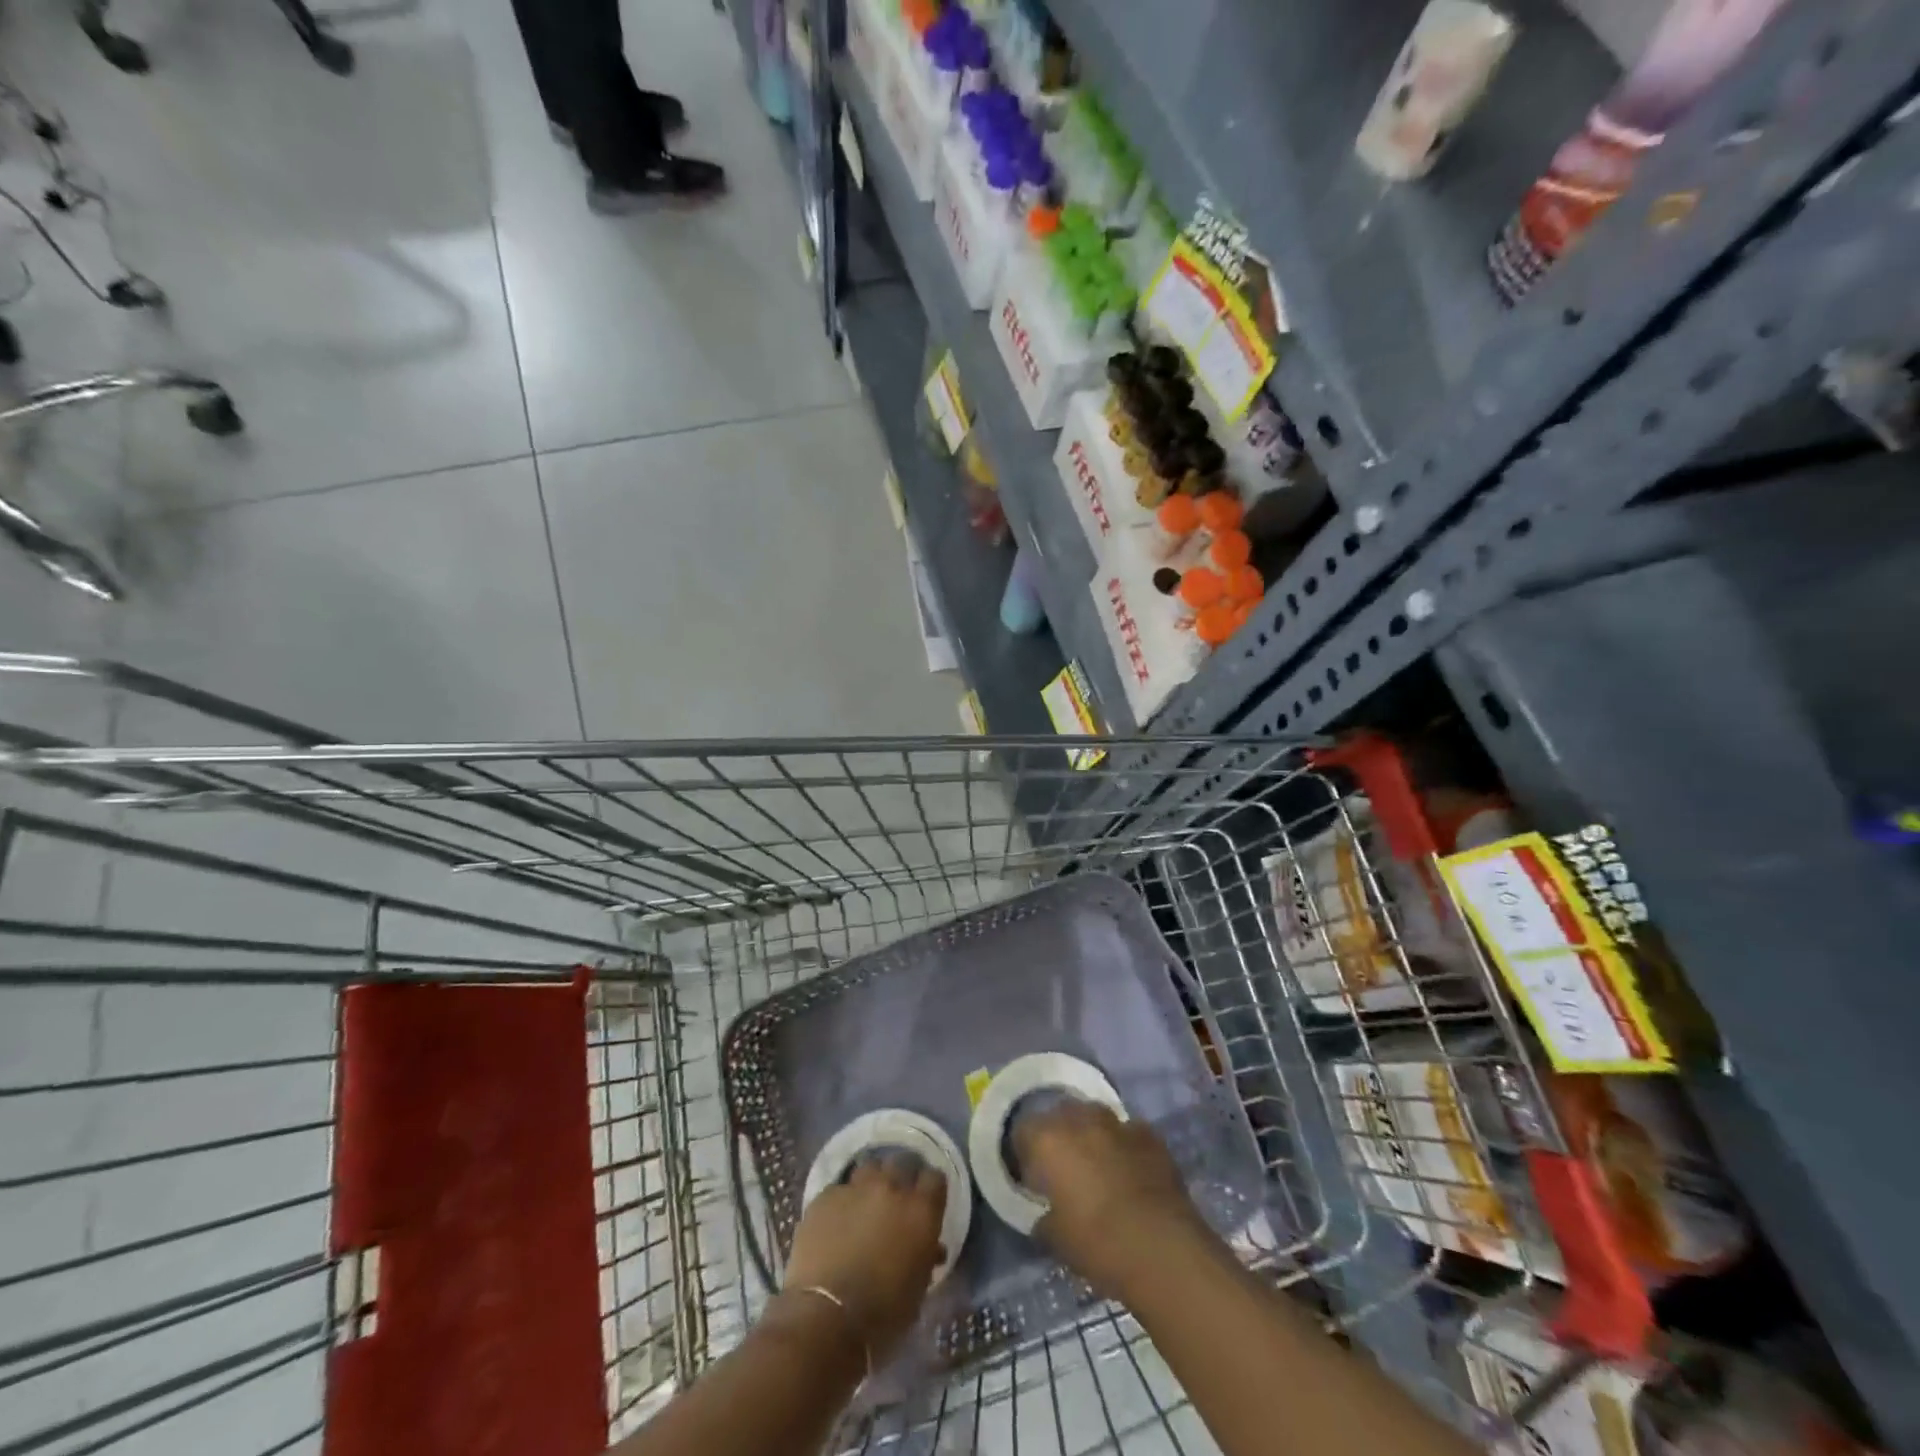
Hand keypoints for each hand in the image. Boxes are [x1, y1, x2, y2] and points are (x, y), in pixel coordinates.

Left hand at [782, 1157, 946, 1361]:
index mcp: (921, 1210)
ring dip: (871, 1183)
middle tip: (896, 1202)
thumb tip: (931, 1248)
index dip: (931, 1190)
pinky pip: (839, 1189)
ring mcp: (856, 1187)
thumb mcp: (918, 1290)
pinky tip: (836, 1223)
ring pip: (869, 1168)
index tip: (927, 1203)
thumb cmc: (882, 1314)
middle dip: (901, 1178)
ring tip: (866, 1205)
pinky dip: (842, 1202)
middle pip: (902, 1163)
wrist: (826, 1318)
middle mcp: (891, 1187)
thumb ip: (926, 1257)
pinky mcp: (825, 1196)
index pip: (935, 1179)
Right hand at [1012, 1101, 1208, 1298]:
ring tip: (1097, 1166)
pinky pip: (1128, 1132)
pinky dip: (1124, 1145)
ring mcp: (1117, 1123)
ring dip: (1091, 1134)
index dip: (1025, 1153)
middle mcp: (1079, 1119)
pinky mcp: (1149, 1134)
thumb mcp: (1055, 1239)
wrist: (1161, 1248)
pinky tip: (1130, 1171)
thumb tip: (1045, 1215)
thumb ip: (1044, 1218)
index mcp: (1048, 1140)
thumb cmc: (1097, 1244)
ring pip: (1095, 1116)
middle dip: (1059, 1135)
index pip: (1023, 1131)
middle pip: (1060, 1114)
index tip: (1032, 1176)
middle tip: (1063, 1168)